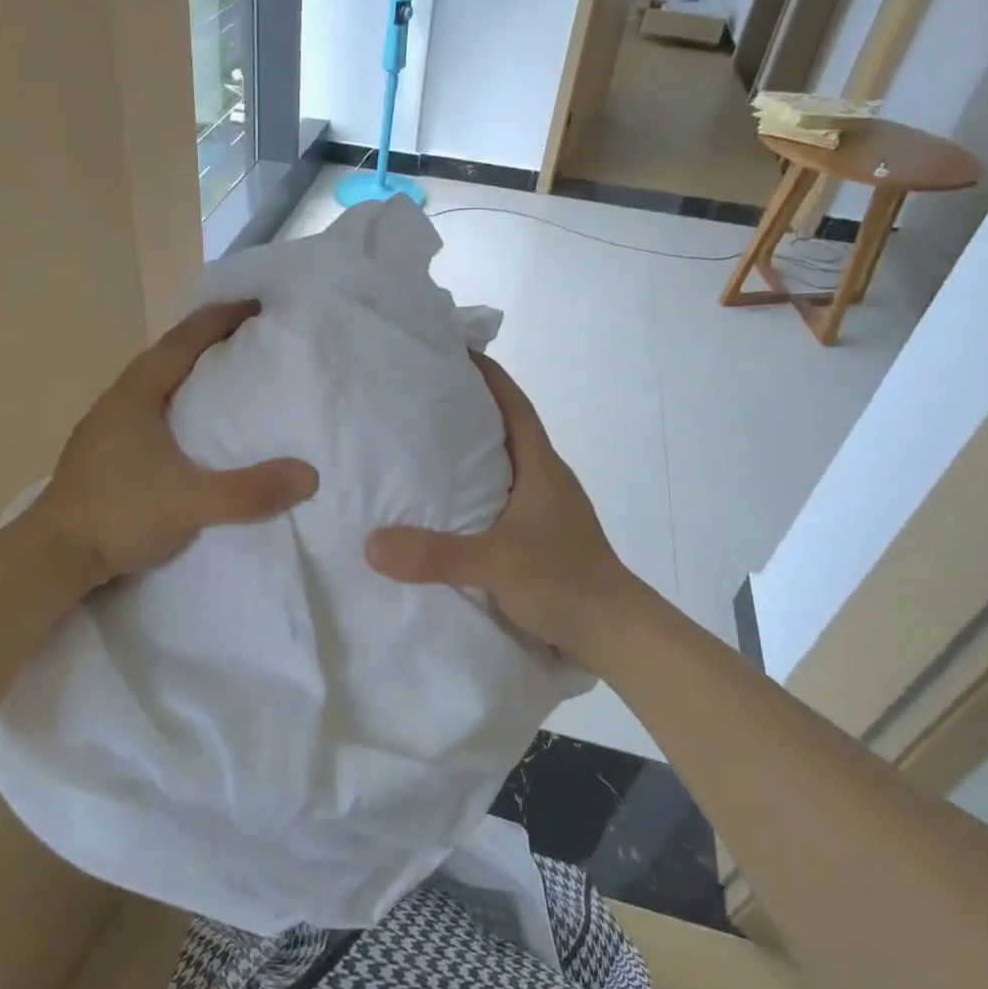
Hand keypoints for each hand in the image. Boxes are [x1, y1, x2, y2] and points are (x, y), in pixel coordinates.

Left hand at [33, 301, 318, 587]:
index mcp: (136, 395)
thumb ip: (249, 491)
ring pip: (152, 384)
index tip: (254, 305)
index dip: (220, 319)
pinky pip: (146, 411)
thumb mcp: (191, 503)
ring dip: (186, 372)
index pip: (183, 341)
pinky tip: (187, 428)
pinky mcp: (102, 454)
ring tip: (220, 378)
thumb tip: (309, 475)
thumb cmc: (119, 514)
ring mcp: (104, 428)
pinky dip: (173, 403)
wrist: (52, 557)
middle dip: (205, 340)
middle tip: (244, 338)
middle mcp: (117, 401)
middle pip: (165, 355)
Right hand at [365, 354, 646, 663]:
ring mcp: (544, 513)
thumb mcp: (497, 564)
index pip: (514, 406)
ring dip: (470, 457)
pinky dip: (474, 497)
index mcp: (541, 468)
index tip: (454, 352)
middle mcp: (544, 481)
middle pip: (505, 432)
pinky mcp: (539, 542)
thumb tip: (371, 543)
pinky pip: (499, 504)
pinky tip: (444, 512)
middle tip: (419, 401)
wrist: (616, 636)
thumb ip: (437, 554)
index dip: (488, 376)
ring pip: (502, 469)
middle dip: (468, 412)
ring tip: (421, 452)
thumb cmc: (565, 583)